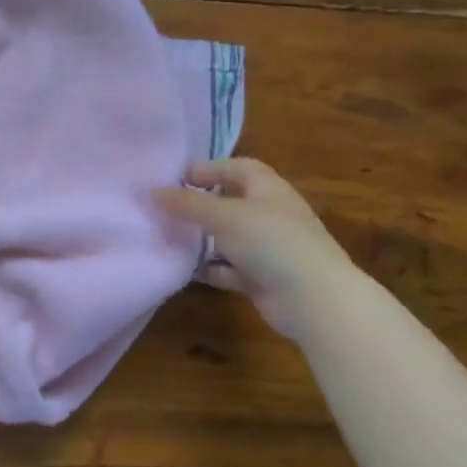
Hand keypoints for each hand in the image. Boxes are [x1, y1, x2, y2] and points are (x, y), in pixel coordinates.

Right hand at [154, 158, 358, 339]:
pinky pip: (229, 269)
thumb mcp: (223, 216)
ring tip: (169, 238)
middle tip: (167, 208)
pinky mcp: (263, 278)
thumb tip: (153, 191)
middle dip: (201, 205)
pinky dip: (210, 269)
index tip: (177, 178)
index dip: (210, 168)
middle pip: (231, 202)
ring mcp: (268, 248)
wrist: (313, 298)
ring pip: (228, 237)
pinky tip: (186, 270)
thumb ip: (187, 203)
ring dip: (202, 238)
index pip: (239, 168)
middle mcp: (270, 215)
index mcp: (269, 190)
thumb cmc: (270, 242)